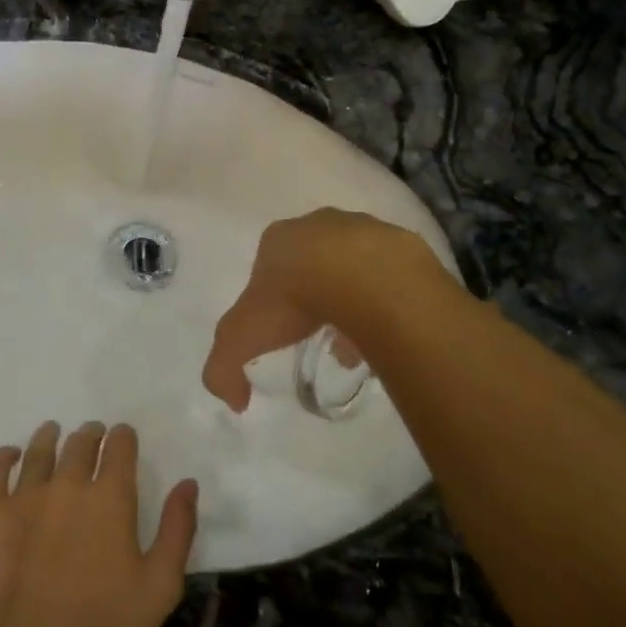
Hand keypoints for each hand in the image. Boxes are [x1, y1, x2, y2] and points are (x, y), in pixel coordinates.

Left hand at [0, 421, 197, 626]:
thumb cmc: (102, 626)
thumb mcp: (160, 585)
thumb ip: (177, 530)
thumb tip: (187, 484)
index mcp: (111, 498)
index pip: (120, 449)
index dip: (123, 437)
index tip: (122, 435)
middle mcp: (69, 484)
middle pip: (80, 445)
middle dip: (90, 435)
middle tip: (92, 434)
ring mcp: (25, 497)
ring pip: (39, 451)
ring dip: (50, 437)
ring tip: (52, 431)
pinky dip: (3, 457)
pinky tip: (9, 455)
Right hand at [202, 208, 437, 411]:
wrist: (363, 279)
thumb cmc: (293, 299)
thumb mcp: (240, 338)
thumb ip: (224, 369)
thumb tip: (235, 401)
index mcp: (278, 239)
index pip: (267, 268)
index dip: (272, 301)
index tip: (282, 331)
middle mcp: (319, 225)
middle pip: (312, 265)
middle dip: (314, 299)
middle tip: (320, 336)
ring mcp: (363, 229)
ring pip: (352, 269)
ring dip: (352, 299)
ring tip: (358, 340)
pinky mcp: (401, 243)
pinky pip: (388, 276)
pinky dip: (384, 298)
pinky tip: (385, 327)